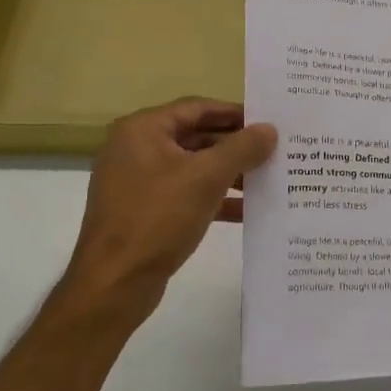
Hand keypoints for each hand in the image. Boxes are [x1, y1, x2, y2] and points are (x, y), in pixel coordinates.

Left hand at [51, 98, 276, 326]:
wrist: (115, 282)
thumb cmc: (158, 218)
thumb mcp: (206, 177)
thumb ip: (242, 148)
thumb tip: (269, 129)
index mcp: (143, 130)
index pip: (197, 108)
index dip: (235, 113)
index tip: (270, 120)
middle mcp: (137, 149)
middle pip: (197, 136)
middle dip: (236, 146)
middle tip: (275, 150)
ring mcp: (139, 182)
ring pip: (194, 168)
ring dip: (230, 173)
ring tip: (268, 180)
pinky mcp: (145, 211)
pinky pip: (186, 194)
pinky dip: (214, 198)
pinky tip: (246, 210)